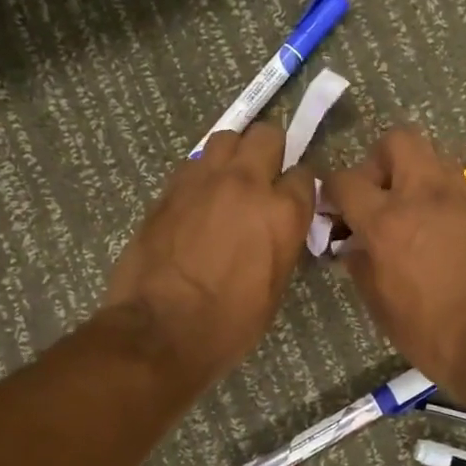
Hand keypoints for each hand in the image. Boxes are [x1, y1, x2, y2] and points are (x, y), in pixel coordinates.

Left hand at [103, 123, 316, 386]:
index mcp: (283, 213)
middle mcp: (247, 183)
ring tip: (228, 178)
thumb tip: (279, 227)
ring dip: (234, 153)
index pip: (305, 174)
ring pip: (228, 137)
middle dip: (270, 151)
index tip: (292, 198)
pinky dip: (202, 171)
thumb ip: (282, 243)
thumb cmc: (227, 323)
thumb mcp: (274, 288)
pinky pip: (194, 161)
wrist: (160, 329)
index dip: (299, 186)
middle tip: (263, 176)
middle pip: (268, 136)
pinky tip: (198, 196)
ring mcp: (205, 179)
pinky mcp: (171, 186)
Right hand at [323, 126, 465, 393]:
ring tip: (407, 215)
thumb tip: (354, 246)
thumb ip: (362, 266)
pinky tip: (436, 235)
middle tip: (376, 198)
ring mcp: (462, 199)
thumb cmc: (433, 334)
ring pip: (432, 157)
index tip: (332, 211)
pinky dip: (438, 198)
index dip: (332, 191)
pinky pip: (455, 187)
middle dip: (379, 162)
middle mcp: (425, 196)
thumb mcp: (381, 307)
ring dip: (412, 176)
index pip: (346, 180)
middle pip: (398, 141)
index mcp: (388, 221)